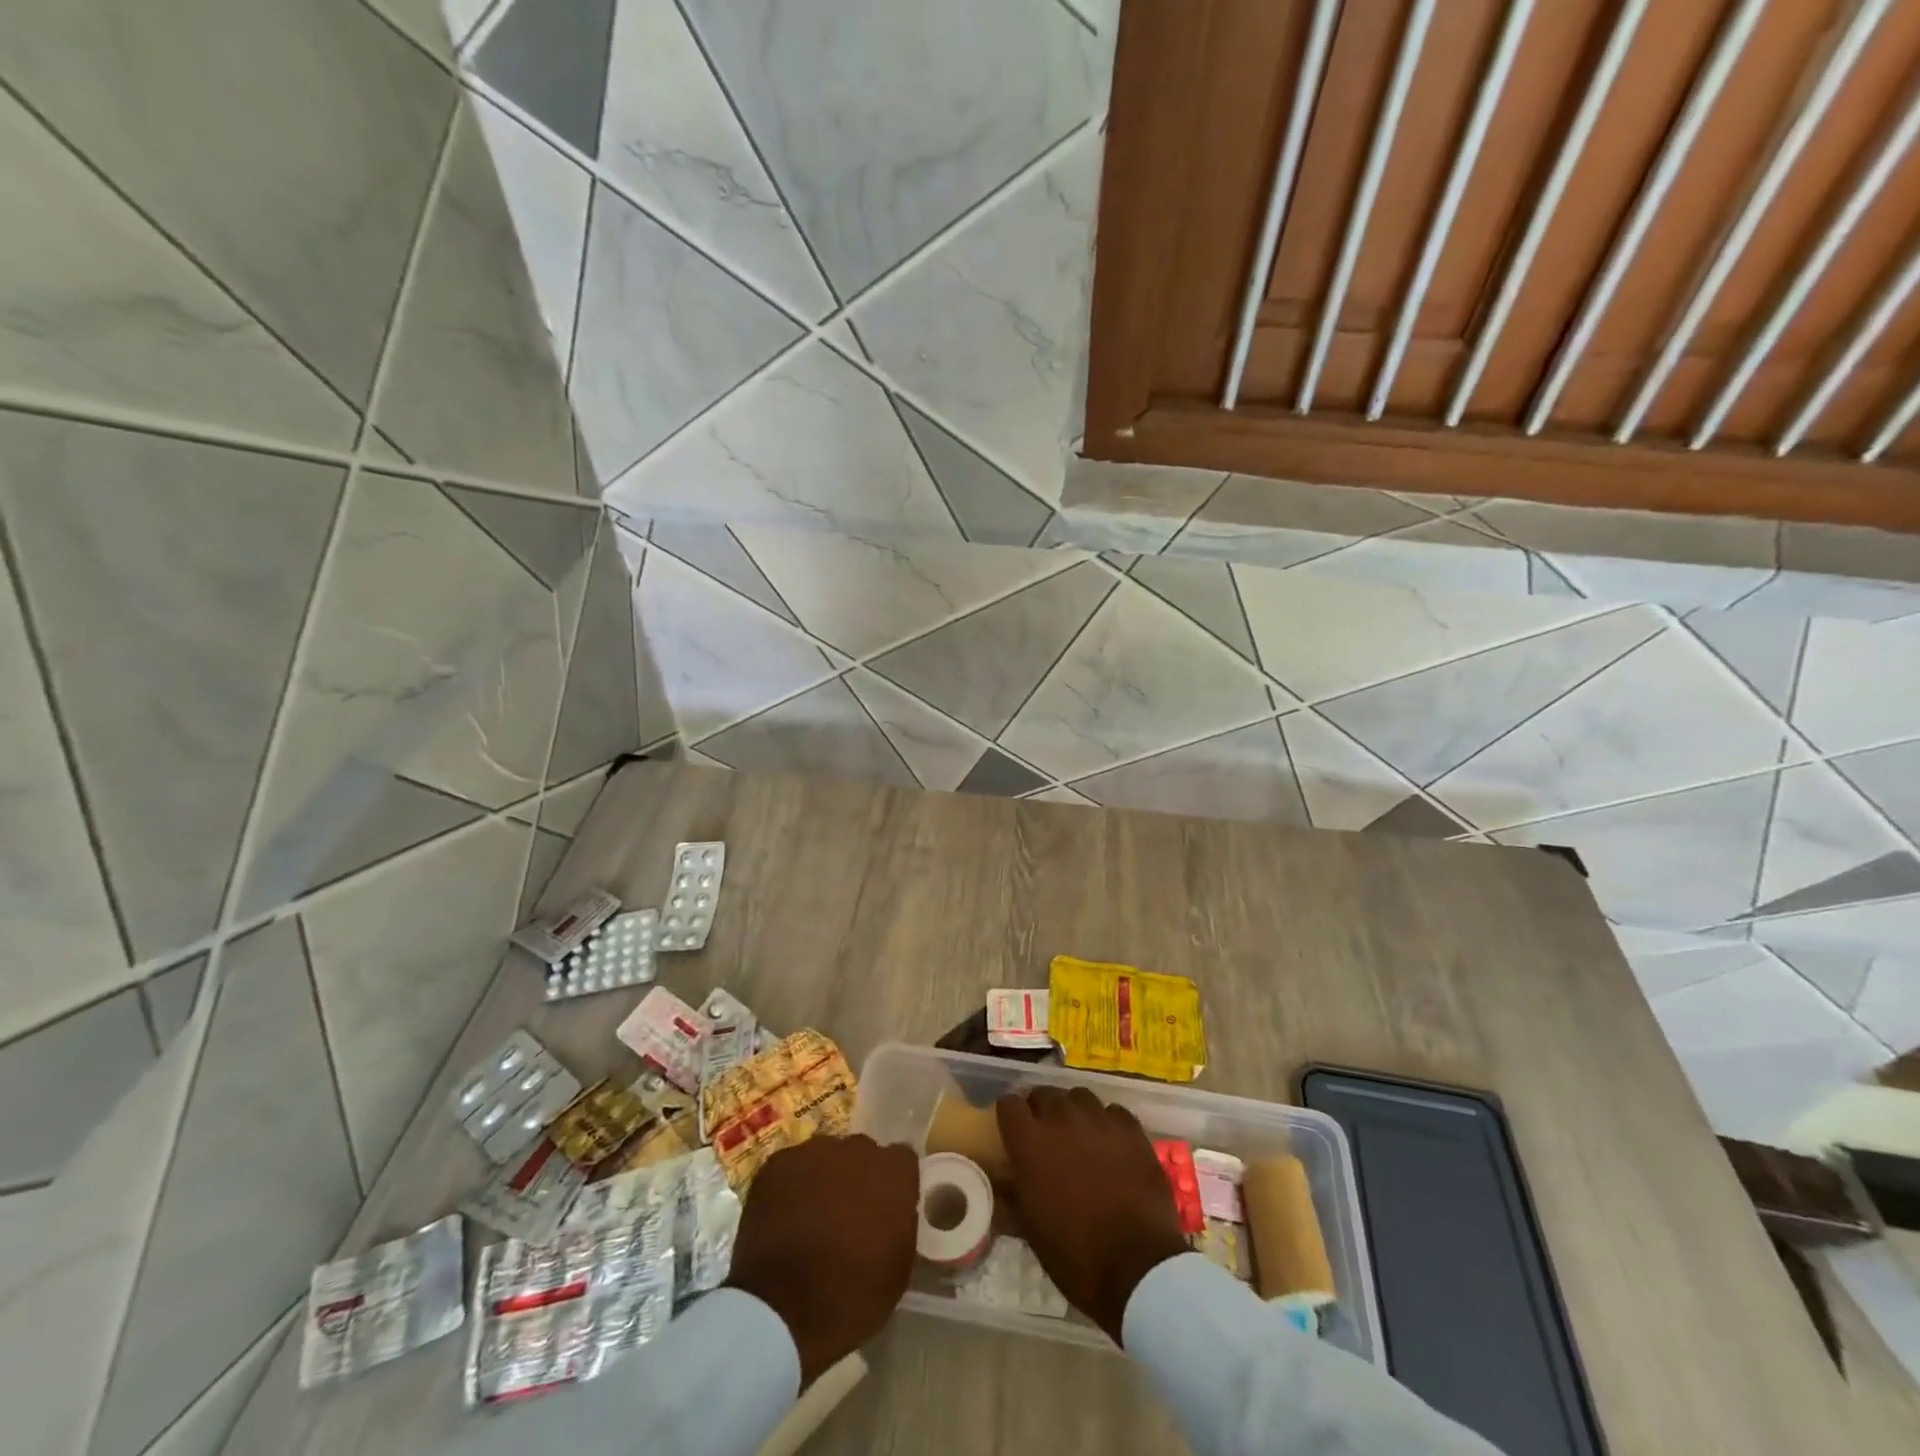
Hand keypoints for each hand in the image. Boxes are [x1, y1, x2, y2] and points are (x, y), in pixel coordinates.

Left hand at [725, 1134, 918, 1386]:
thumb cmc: (851, 1298)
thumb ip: (899, 1223)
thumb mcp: (898, 1267)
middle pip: (861, 1153)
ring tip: (809, 1215)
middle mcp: (857, 1149)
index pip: (901, 1160)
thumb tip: (890, 1213)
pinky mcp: (777, 1163)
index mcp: (893, 1172)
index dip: (892, 1183)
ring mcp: (814, 1151)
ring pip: (824, 1155)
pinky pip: (790, 1167)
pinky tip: (782, 1217)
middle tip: (845, 1214)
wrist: (783, 1312)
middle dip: (856, 1176)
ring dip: (822, 1178)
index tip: (883, 1208)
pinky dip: (789, 1186)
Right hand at [996, 1087, 1188, 1344]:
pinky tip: (1111, 1144)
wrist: (1138, 1267)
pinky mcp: (1132, 1129)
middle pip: (1044, 1093)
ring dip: (1074, 1111)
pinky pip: (1113, 1112)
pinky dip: (1107, 1123)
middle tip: (1046, 1134)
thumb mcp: (1030, 1229)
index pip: (1009, 1104)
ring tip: (1079, 1134)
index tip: (1013, 1130)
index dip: (1010, 1116)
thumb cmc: (1075, 1255)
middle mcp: (1062, 1119)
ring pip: (1079, 1096)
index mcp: (1031, 1142)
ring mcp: (1100, 1120)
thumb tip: (1002, 1177)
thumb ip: (1013, 1191)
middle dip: (1040, 1109)